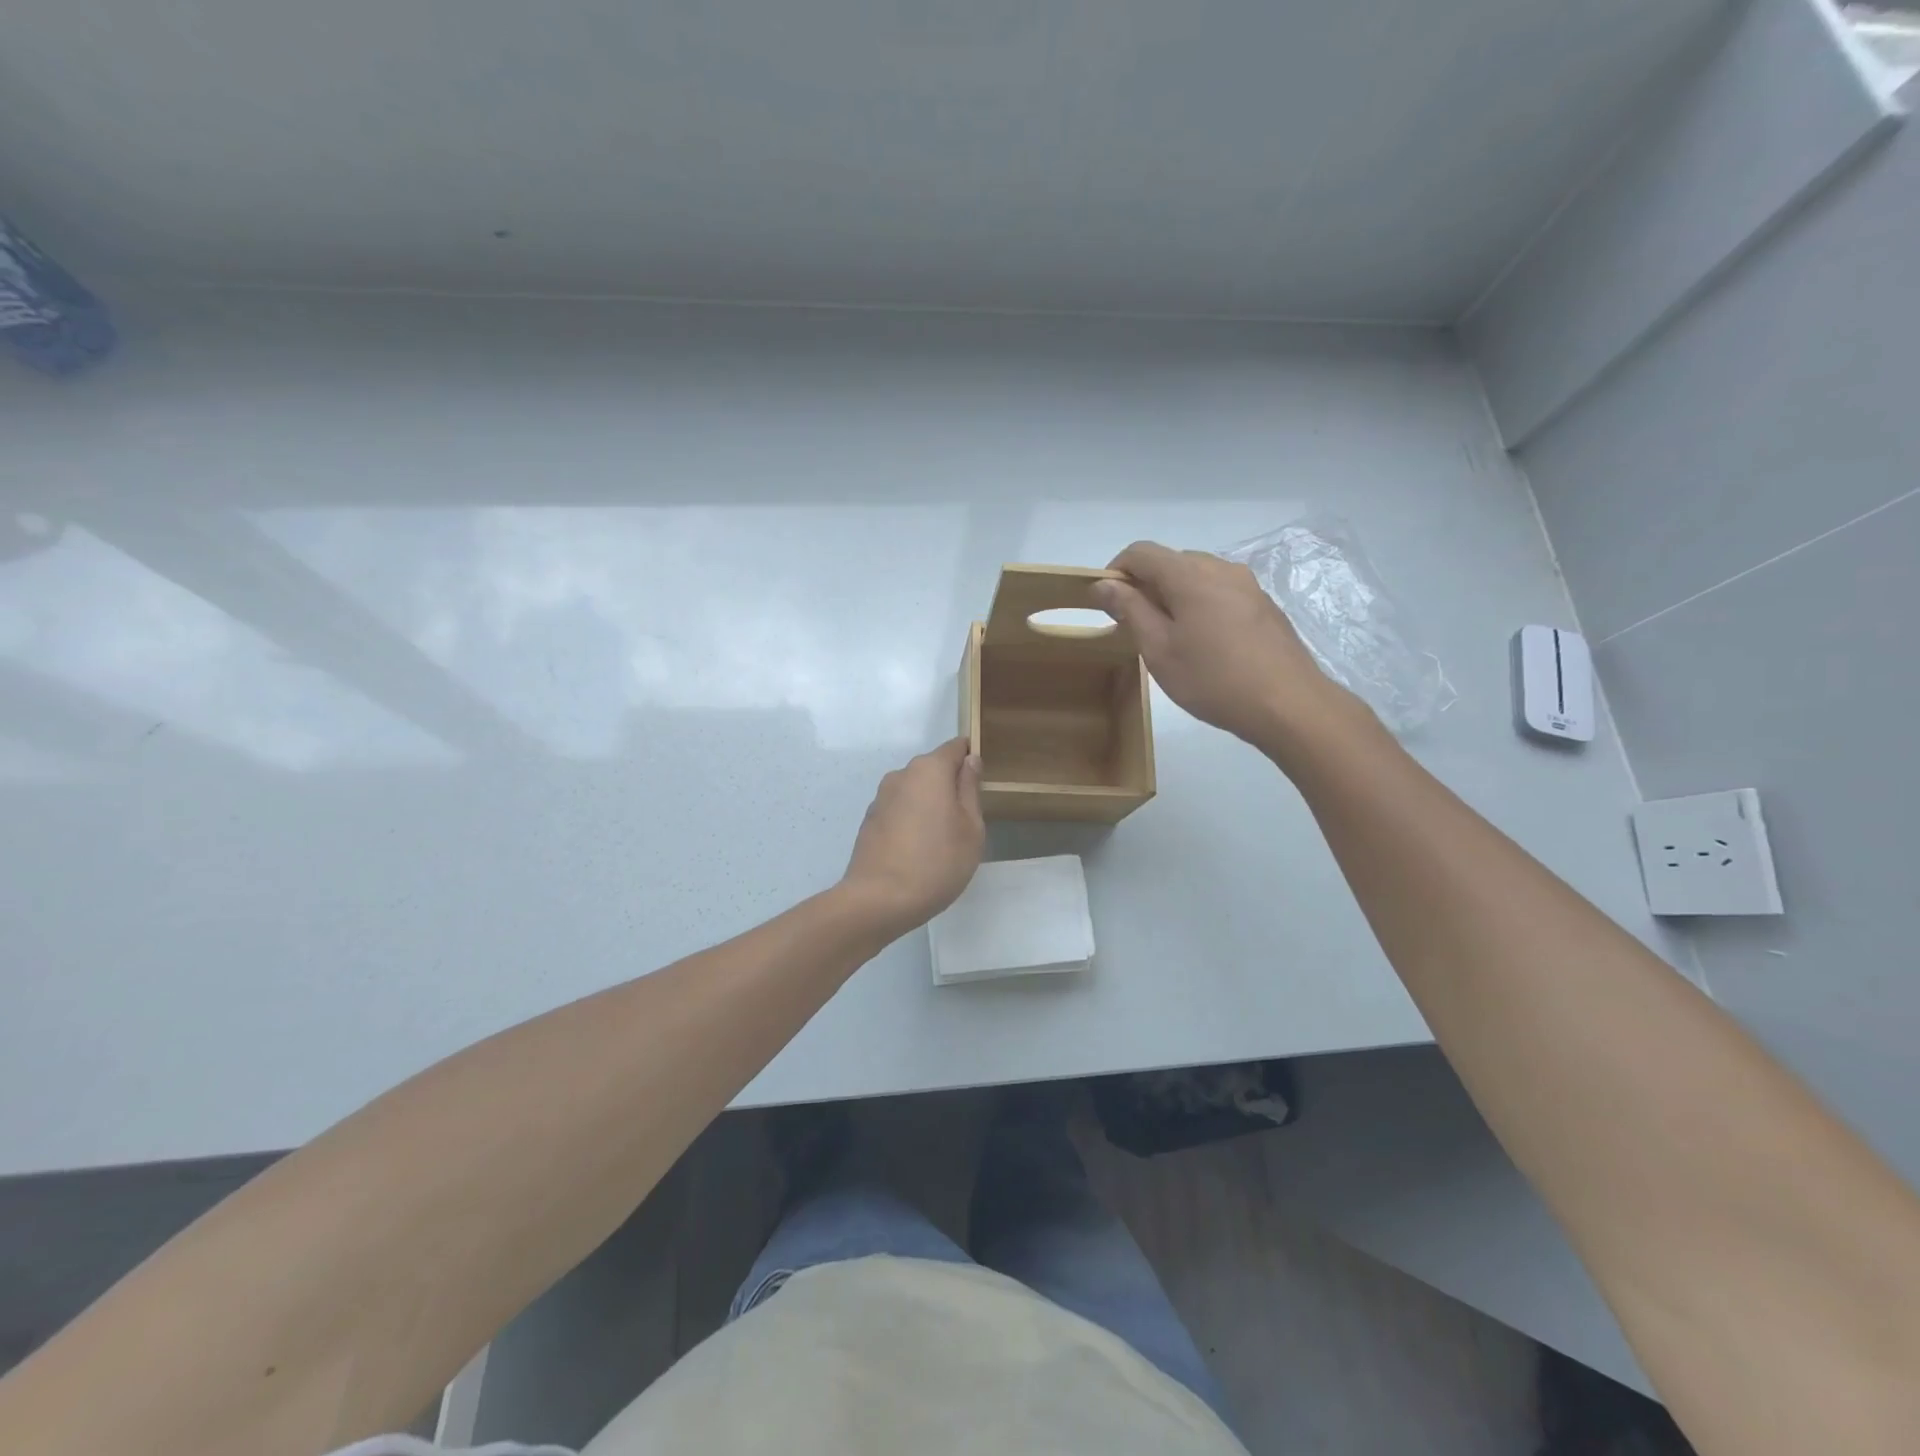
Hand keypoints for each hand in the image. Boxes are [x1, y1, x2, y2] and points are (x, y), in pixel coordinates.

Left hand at [840, 738, 984, 934]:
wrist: (879, 900)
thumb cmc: (937, 862)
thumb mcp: (970, 827)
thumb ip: (970, 789)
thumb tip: (969, 760)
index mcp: (929, 770)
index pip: (954, 747)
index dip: (970, 758)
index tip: (981, 783)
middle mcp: (901, 775)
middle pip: (933, 769)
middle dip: (949, 786)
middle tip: (966, 821)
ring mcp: (881, 798)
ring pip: (915, 791)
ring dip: (929, 806)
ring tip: (941, 841)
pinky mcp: (869, 821)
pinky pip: (899, 811)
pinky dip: (911, 822)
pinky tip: (917, 852)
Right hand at [1092, 541, 1357, 747]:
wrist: (1289, 704)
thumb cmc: (1213, 679)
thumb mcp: (1159, 650)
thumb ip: (1130, 610)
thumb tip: (1105, 584)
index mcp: (1190, 575)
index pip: (1142, 552)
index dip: (1116, 571)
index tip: (1106, 603)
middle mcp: (1221, 568)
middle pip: (1171, 561)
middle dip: (1146, 586)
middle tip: (1135, 627)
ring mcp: (1247, 585)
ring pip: (1197, 577)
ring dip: (1173, 597)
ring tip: (1169, 639)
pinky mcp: (1263, 605)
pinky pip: (1220, 592)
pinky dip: (1200, 606)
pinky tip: (1204, 644)